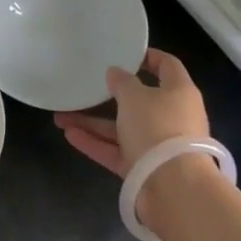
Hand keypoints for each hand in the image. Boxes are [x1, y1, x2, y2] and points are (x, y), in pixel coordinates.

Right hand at [53, 48, 210, 177]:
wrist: (174, 188)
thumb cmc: (158, 128)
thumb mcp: (135, 97)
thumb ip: (122, 82)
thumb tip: (116, 73)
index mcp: (179, 92)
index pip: (167, 66)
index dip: (148, 57)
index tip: (125, 53)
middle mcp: (172, 116)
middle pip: (139, 101)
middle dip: (108, 96)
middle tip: (85, 87)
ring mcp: (158, 145)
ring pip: (122, 128)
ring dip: (93, 122)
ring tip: (60, 117)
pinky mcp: (144, 168)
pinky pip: (117, 151)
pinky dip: (95, 143)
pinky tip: (69, 135)